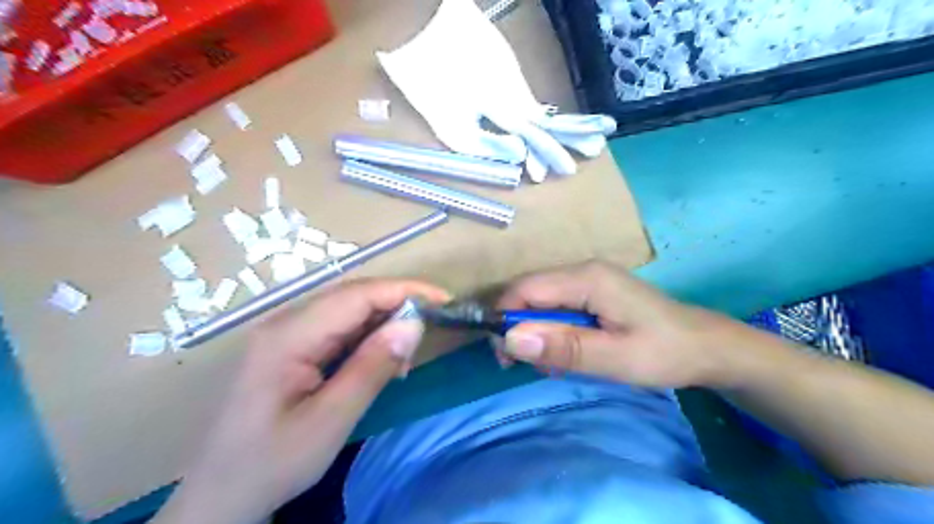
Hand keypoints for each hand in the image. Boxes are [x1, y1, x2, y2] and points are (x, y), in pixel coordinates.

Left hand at [154, 280, 452, 520]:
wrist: (220, 497)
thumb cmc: (272, 463)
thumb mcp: (330, 420)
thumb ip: (373, 367)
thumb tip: (414, 323)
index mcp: (289, 335)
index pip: (358, 295)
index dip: (405, 291)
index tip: (444, 300)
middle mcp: (286, 323)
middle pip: (353, 297)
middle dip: (397, 305)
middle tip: (429, 330)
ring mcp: (286, 334)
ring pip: (348, 311)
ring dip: (383, 324)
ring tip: (404, 359)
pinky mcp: (291, 348)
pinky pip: (338, 330)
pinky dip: (368, 339)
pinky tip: (380, 362)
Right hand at [500, 261, 741, 389]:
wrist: (707, 347)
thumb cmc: (665, 352)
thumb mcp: (616, 358)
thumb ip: (564, 348)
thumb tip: (511, 339)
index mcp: (587, 278)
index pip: (525, 289)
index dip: (505, 319)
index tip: (505, 357)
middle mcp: (583, 271)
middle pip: (529, 293)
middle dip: (520, 329)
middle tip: (529, 366)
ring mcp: (589, 279)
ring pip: (541, 301)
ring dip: (537, 333)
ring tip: (553, 366)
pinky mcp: (593, 292)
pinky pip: (557, 307)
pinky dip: (553, 331)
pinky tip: (567, 353)